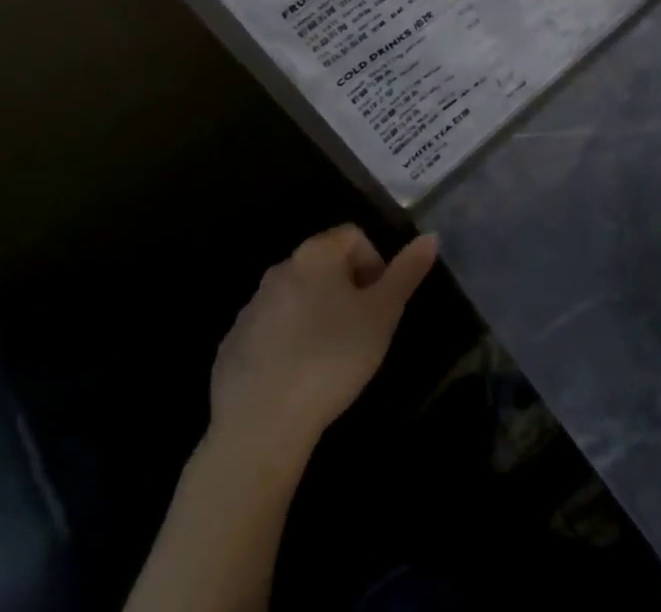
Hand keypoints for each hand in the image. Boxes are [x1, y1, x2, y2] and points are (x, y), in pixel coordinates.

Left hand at [208, 225, 438, 451]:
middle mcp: (280, 269)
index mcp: (316, 254)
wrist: (259, 426)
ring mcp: (250, 308)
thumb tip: (430, 236)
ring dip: (315, 314)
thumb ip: (407, 272)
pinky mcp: (230, 346)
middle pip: (323, 264)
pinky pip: (269, 331)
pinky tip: (296, 377)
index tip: (380, 302)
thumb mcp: (383, 315)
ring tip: (329, 357)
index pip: (354, 235)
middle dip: (345, 288)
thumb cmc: (332, 358)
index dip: (375, 263)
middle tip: (361, 329)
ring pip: (295, 297)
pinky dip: (286, 342)